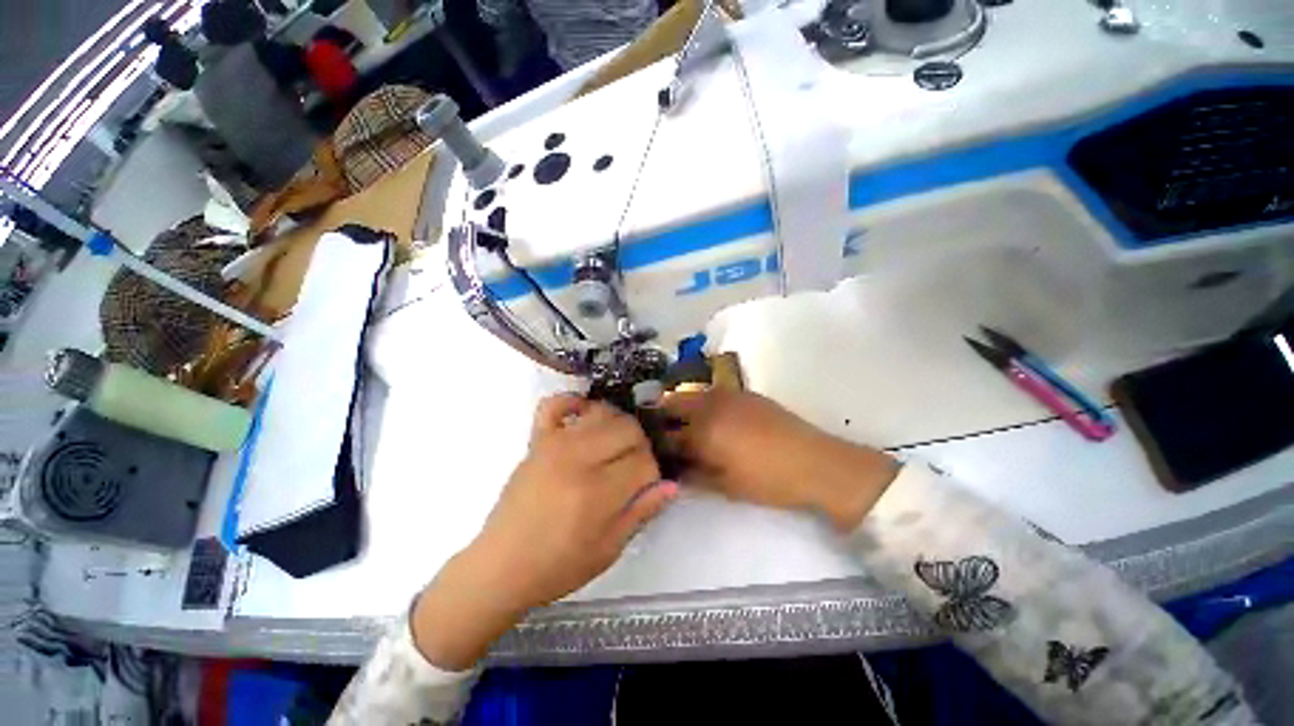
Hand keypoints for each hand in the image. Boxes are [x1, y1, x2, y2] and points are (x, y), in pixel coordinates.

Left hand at [413, 395, 678, 669]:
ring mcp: (554, 444)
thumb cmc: (558, 565)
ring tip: (614, 447)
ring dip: (618, 425)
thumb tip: (671, 484)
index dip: (652, 473)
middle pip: (628, 429)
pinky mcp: (537, 440)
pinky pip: (555, 404)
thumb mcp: (609, 549)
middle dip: (640, 446)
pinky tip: (584, 415)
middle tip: (632, 467)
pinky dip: (574, 402)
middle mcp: (578, 459)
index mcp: (597, 493)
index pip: (644, 461)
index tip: (645, 486)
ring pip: (603, 412)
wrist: (501, 566)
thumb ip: (642, 512)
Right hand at [661, 389, 899, 530]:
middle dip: (661, 415)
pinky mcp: (745, 393)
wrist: (817, 463)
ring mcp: (729, 394)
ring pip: (692, 393)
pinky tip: (709, 418)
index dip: (656, 443)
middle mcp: (710, 404)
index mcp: (703, 429)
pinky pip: (712, 392)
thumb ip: (693, 475)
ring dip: (680, 406)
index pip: (667, 434)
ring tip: (681, 425)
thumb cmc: (768, 481)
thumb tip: (672, 470)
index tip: (650, 450)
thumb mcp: (725, 486)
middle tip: (659, 433)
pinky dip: (702, 402)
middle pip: (673, 401)